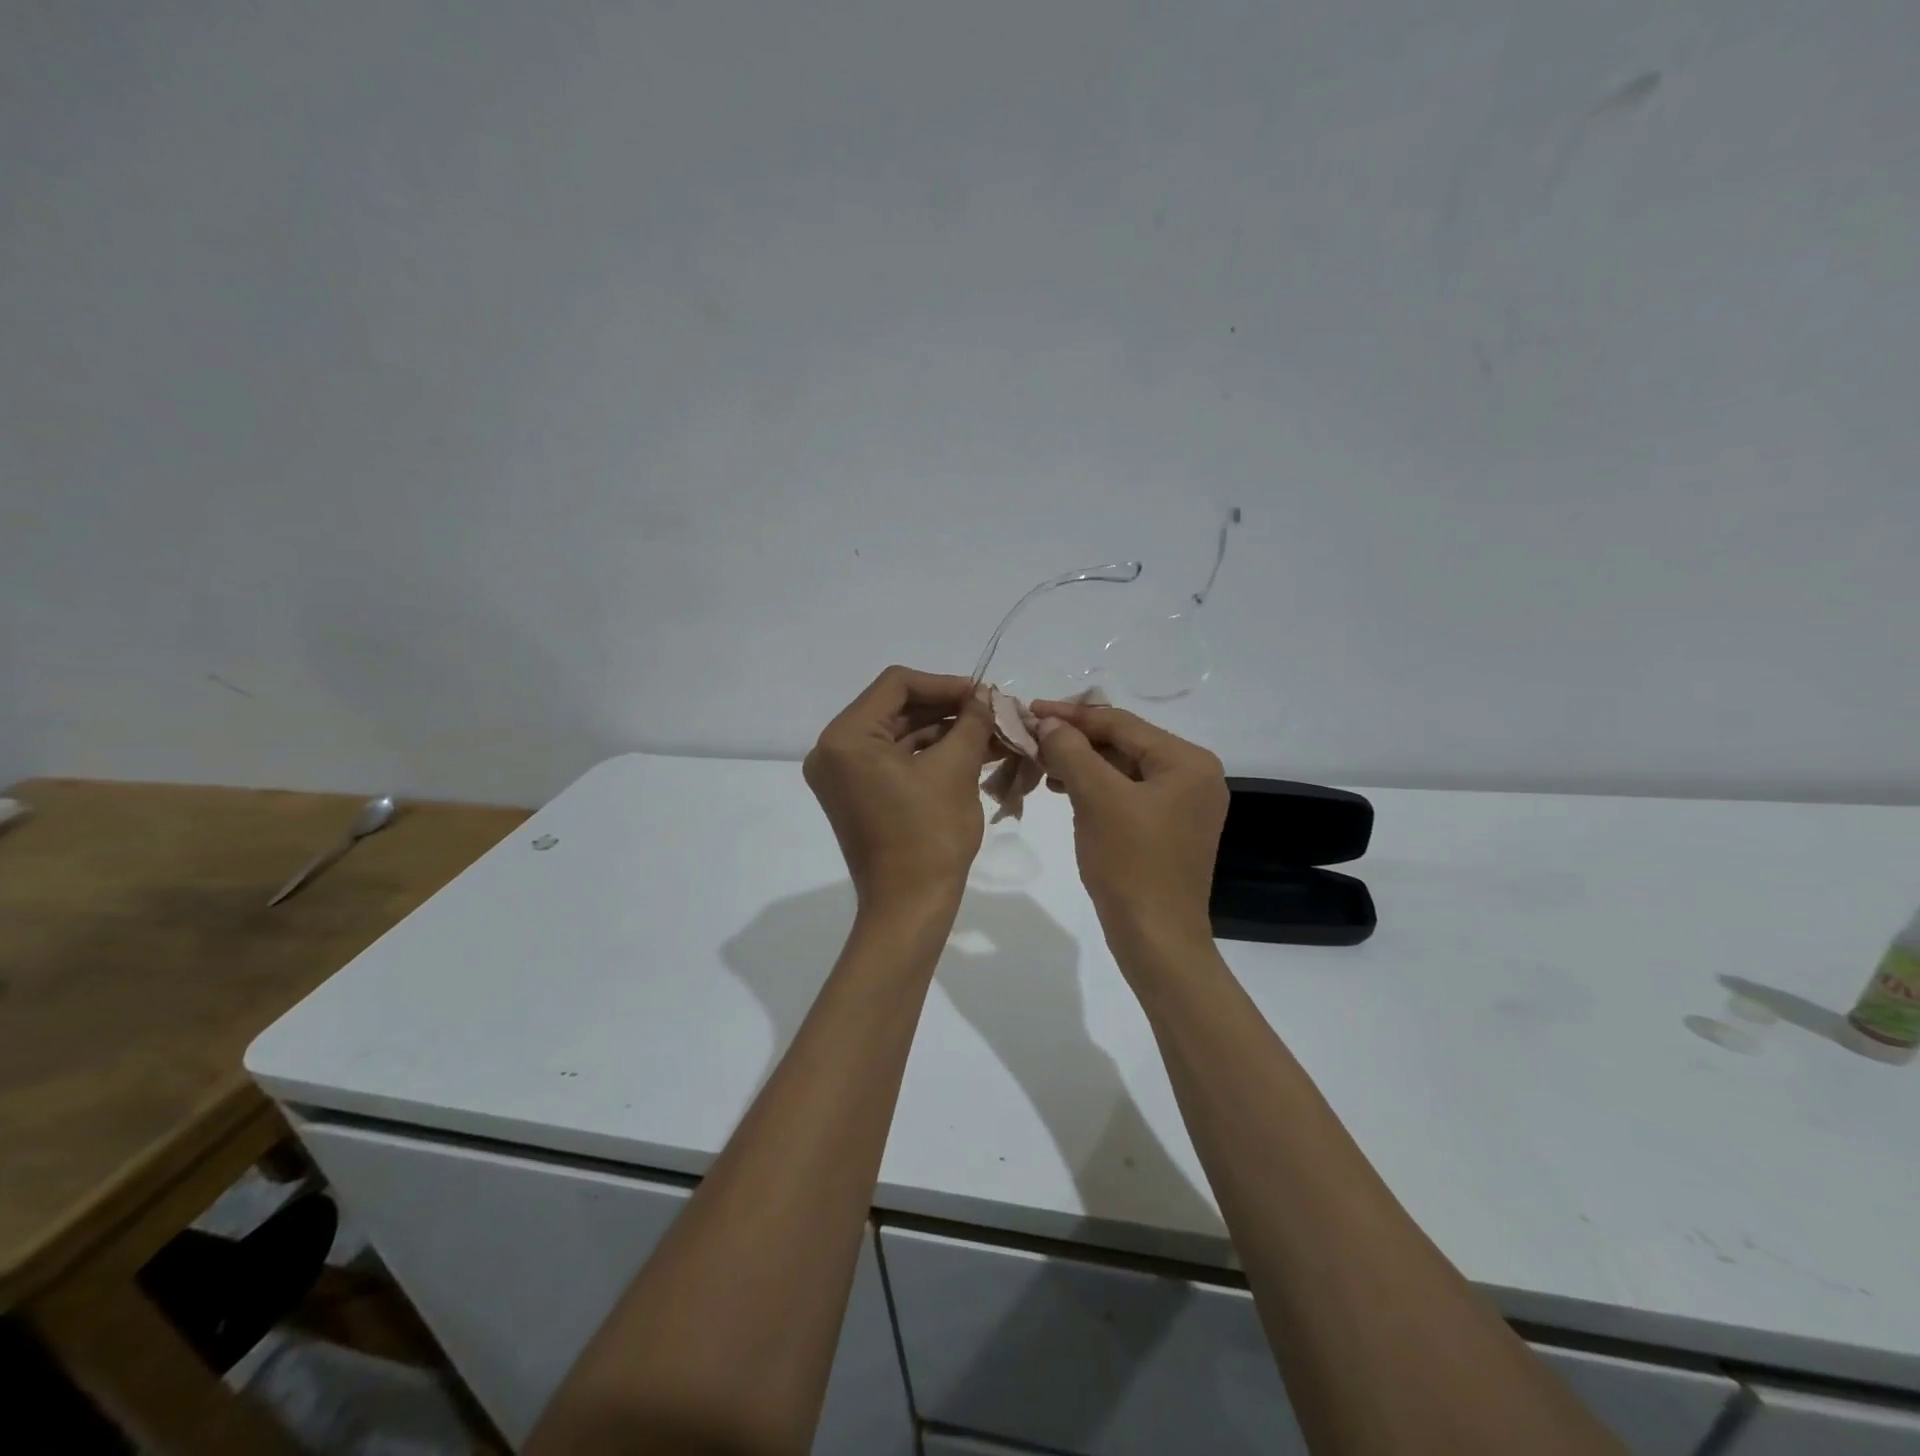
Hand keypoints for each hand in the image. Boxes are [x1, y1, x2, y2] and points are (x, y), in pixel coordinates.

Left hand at [804, 666, 995, 914]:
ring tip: (990, 733)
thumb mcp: (956, 770)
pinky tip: (971, 752)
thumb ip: (972, 722)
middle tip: (991, 712)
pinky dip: (930, 755)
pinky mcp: (858, 794)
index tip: (984, 695)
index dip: (945, 684)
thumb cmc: (930, 836)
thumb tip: (987, 695)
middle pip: (896, 709)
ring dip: (944, 732)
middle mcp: (833, 750)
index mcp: (846, 738)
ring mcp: (843, 775)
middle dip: (947, 709)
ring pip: (899, 735)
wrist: (910, 908)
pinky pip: (895, 760)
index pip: (896, 685)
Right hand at [1030, 702, 1227, 943]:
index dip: (1072, 716)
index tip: (1030, 710)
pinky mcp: (1167, 828)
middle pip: (1124, 743)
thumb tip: (1049, 723)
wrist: (1156, 940)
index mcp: (1187, 762)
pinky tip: (1062, 788)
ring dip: (1080, 764)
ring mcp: (1182, 804)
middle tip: (1031, 737)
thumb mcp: (1097, 799)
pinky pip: (1126, 794)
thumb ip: (1072, 752)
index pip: (1122, 724)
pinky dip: (1094, 788)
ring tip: (1040, 763)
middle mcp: (1193, 776)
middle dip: (1075, 741)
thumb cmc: (1131, 864)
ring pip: (1122, 769)